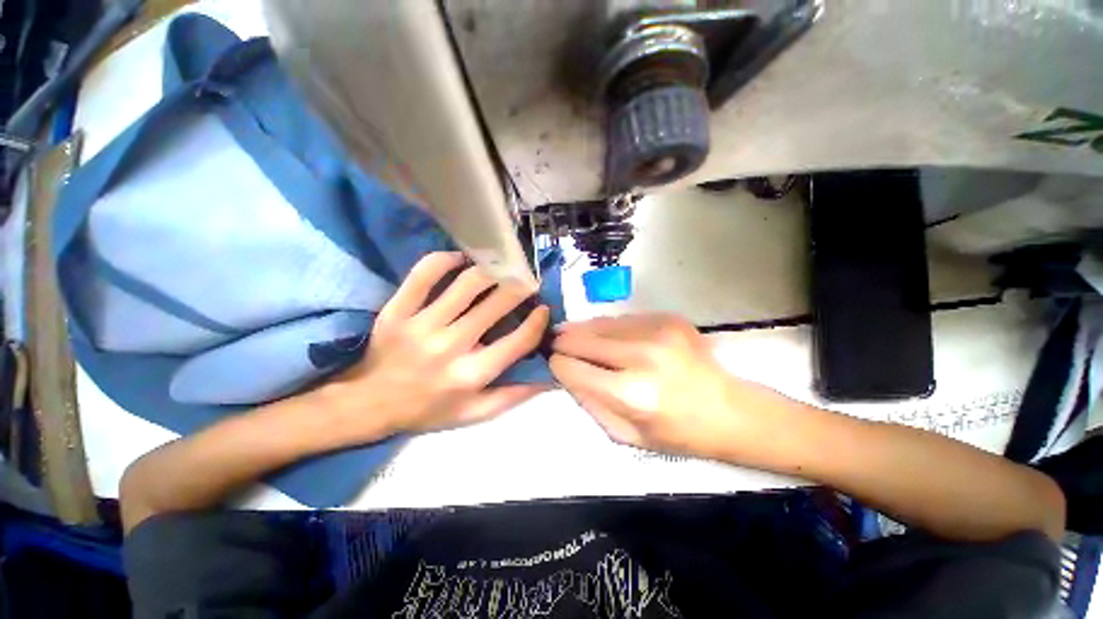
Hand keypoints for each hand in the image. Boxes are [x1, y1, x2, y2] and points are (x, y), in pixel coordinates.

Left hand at [323, 252, 550, 439]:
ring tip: (500, 268)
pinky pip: (423, 275)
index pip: (518, 341)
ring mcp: (421, 325)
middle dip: (520, 288)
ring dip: (491, 271)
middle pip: (496, 305)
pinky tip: (460, 259)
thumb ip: (513, 395)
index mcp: (471, 375)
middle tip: (526, 282)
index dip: (537, 322)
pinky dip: (445, 260)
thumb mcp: (474, 413)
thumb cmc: (428, 409)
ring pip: (466, 284)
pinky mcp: (397, 311)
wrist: (369, 404)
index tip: (543, 309)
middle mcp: (450, 347)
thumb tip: (548, 376)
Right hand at [551, 314, 779, 460]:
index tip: (554, 362)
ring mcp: (657, 331)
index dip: (557, 364)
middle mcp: (641, 356)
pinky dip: (609, 327)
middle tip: (554, 342)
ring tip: (574, 335)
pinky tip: (608, 336)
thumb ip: (589, 403)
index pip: (572, 367)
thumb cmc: (677, 432)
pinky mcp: (668, 318)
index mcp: (630, 393)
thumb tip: (565, 372)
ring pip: (600, 323)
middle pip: (582, 338)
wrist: (730, 410)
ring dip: (584, 330)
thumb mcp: (626, 435)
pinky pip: (623, 319)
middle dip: (563, 341)